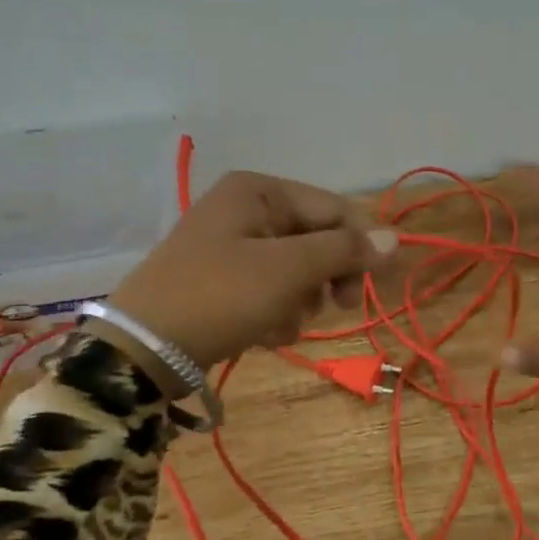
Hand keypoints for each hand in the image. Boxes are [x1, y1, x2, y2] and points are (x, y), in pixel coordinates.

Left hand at [100, 170, 396, 385]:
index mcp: (259, 190)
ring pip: (296, 270)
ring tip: (281, 324)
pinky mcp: (221, 279)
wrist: (142, 349)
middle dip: (324, 278)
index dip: (359, 247)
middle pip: (316, 239)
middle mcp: (245, 208)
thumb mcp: (289, 270)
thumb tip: (396, 239)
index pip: (334, 209)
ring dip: (300, 301)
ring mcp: (231, 245)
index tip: (371, 289)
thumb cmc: (220, 296)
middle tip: (336, 308)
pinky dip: (275, 312)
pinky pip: (269, 289)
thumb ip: (345, 251)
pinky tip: (264, 334)